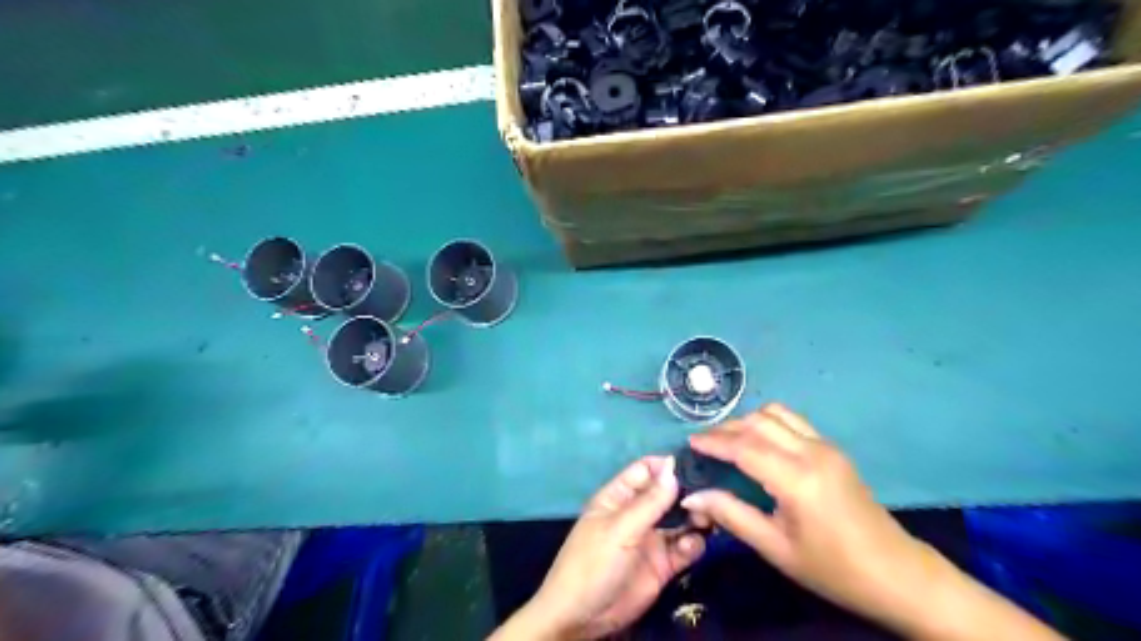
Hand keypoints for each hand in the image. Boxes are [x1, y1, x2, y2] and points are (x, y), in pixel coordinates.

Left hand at [497, 456, 709, 639]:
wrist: (582, 618)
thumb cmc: (592, 563)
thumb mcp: (618, 529)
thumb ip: (649, 502)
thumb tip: (673, 468)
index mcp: (618, 497)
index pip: (645, 470)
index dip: (666, 466)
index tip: (694, 465)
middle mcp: (637, 513)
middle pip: (667, 494)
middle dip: (688, 491)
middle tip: (712, 492)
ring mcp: (651, 538)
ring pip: (680, 519)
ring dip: (696, 516)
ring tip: (709, 517)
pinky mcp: (663, 565)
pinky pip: (684, 547)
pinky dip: (694, 543)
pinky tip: (694, 544)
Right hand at [675, 405, 926, 621]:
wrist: (896, 574)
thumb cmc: (832, 569)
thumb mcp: (776, 548)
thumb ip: (731, 515)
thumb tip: (692, 496)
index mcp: (797, 479)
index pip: (744, 446)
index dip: (713, 441)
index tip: (690, 443)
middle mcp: (811, 452)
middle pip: (759, 422)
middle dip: (727, 428)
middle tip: (704, 443)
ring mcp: (826, 446)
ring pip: (777, 414)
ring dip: (748, 421)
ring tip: (729, 441)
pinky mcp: (833, 449)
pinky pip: (793, 422)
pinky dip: (768, 424)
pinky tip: (759, 444)